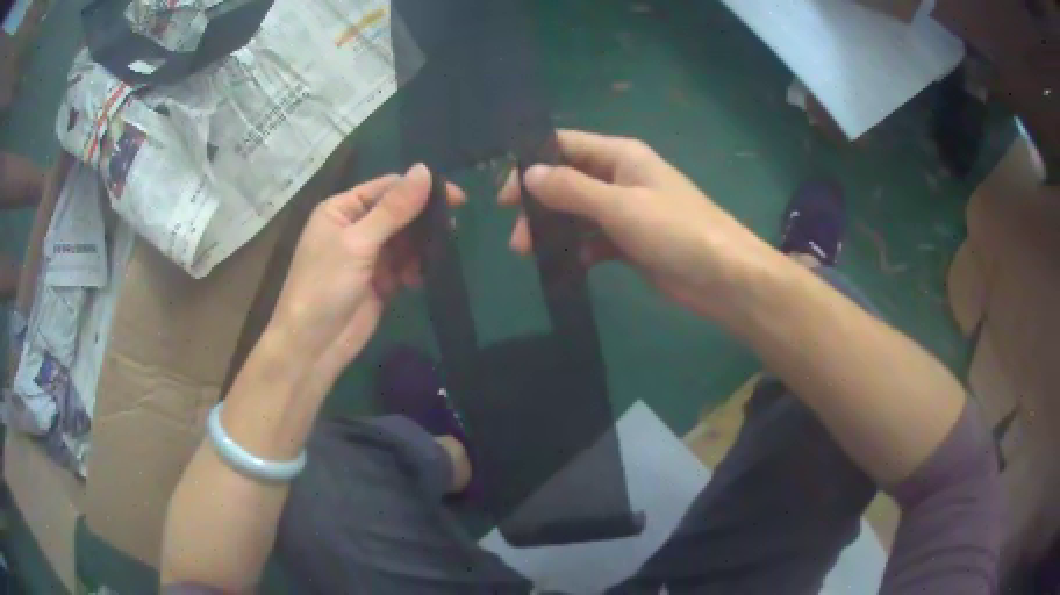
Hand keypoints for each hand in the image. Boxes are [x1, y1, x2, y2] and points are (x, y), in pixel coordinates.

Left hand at [268, 165, 463, 384]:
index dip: (420, 188)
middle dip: (423, 220)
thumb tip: (425, 169)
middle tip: (453, 227)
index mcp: (342, 209)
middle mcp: (355, 227)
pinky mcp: (380, 281)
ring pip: (405, 240)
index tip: (457, 197)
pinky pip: (405, 265)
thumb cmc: (325, 286)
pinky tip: (419, 279)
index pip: (387, 187)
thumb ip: (393, 208)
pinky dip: (416, 269)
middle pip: (399, 212)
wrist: (312, 346)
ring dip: (421, 247)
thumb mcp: (358, 242)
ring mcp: (368, 255)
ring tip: (435, 256)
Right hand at [500, 130, 778, 320]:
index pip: (565, 146)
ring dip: (556, 230)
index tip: (505, 196)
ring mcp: (628, 211)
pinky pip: (596, 240)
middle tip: (518, 239)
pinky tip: (568, 267)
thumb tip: (529, 174)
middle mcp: (622, 178)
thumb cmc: (676, 231)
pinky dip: (580, 251)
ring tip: (531, 255)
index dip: (532, 164)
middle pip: (568, 181)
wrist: (724, 278)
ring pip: (579, 213)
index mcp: (621, 156)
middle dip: (540, 206)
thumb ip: (572, 189)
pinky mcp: (632, 242)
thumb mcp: (620, 206)